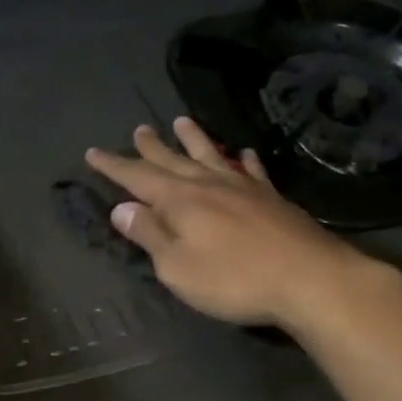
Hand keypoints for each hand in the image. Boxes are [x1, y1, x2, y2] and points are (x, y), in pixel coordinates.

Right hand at [85, 118, 381, 328]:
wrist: (308, 279)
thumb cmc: (233, 279)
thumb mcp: (177, 266)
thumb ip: (150, 235)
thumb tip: (122, 208)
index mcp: (179, 200)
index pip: (137, 177)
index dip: (113, 165)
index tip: (93, 152)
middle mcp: (208, 184)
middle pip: (173, 160)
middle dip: (151, 147)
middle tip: (138, 129)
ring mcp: (243, 188)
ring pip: (210, 156)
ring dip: (193, 139)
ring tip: (181, 121)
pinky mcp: (272, 199)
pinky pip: (251, 171)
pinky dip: (243, 160)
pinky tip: (243, 153)